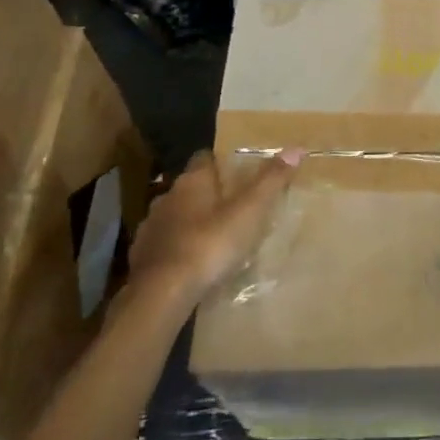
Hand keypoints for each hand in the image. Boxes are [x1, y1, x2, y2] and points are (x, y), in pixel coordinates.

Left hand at [125, 148, 300, 308]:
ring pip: (176, 215)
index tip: (238, 172)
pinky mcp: (143, 254)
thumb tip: (296, 148)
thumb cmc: (210, 244)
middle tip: (233, 207)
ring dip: (192, 221)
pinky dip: (178, 246)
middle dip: (209, 194)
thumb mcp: (249, 212)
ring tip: (215, 237)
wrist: (162, 291)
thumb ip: (271, 181)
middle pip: (190, 187)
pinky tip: (192, 261)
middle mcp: (168, 197)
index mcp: (193, 181)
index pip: (204, 158)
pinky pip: (165, 242)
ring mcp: (152, 226)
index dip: (221, 162)